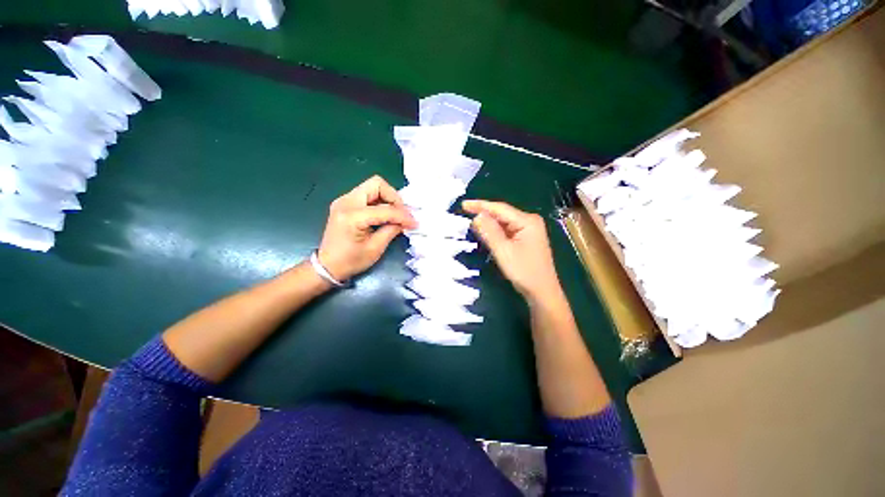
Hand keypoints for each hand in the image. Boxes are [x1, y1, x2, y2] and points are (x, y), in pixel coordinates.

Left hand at [318, 176, 415, 280]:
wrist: (327, 266)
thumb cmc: (350, 261)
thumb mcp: (375, 248)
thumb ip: (391, 230)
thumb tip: (405, 222)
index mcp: (352, 216)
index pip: (385, 209)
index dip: (403, 215)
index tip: (414, 223)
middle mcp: (346, 202)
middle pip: (376, 184)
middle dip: (394, 197)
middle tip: (402, 213)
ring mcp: (344, 201)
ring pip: (372, 187)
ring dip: (387, 198)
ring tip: (395, 214)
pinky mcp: (345, 203)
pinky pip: (367, 194)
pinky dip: (379, 201)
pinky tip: (385, 215)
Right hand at [462, 200, 560, 300]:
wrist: (542, 292)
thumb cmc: (524, 271)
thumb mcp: (504, 251)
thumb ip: (490, 232)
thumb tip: (477, 216)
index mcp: (527, 221)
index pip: (500, 208)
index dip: (480, 205)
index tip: (463, 204)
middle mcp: (529, 221)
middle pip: (502, 214)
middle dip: (484, 214)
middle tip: (465, 213)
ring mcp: (528, 230)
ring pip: (503, 223)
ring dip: (488, 224)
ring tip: (471, 223)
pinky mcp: (525, 239)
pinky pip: (506, 231)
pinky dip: (495, 232)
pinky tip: (485, 233)